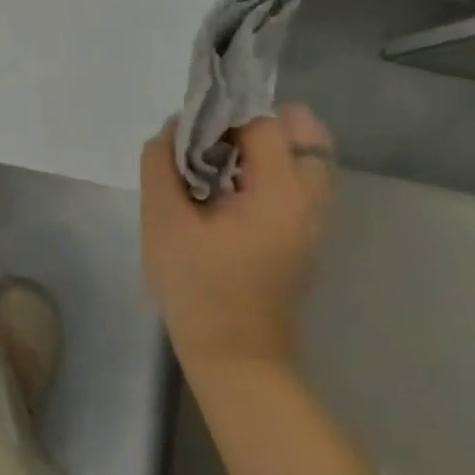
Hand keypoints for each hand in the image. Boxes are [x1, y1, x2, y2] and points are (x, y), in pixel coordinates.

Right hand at [140, 105, 334, 377]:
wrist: (236, 359)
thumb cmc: (198, 288)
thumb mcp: (163, 219)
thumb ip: (161, 162)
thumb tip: (173, 129)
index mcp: (280, 192)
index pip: (263, 122)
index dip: (223, 115)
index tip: (190, 132)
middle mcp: (309, 199)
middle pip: (301, 130)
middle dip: (253, 122)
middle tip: (210, 139)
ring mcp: (313, 218)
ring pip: (303, 153)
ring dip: (262, 143)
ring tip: (217, 160)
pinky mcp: (305, 232)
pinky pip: (298, 177)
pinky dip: (269, 166)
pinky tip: (228, 186)